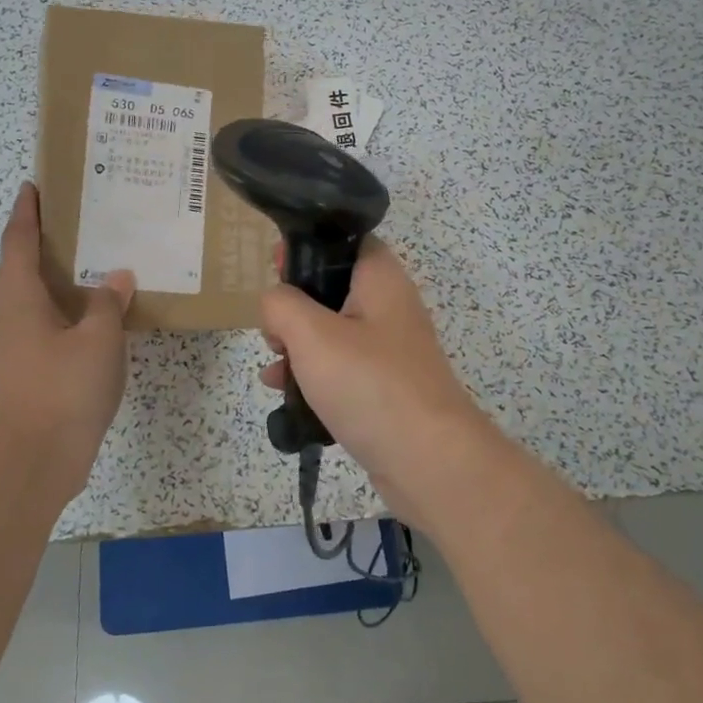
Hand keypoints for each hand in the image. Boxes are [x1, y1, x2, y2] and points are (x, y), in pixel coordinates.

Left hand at [0, 183, 134, 500]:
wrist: (35, 456)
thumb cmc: (63, 387)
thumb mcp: (98, 338)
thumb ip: (108, 303)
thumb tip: (118, 277)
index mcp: (20, 296)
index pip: (19, 241)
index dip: (26, 212)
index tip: (33, 186)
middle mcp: (11, 313)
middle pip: (17, 266)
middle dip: (36, 240)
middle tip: (71, 221)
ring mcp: (17, 343)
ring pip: (30, 296)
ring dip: (51, 274)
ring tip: (88, 260)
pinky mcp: (29, 367)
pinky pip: (44, 321)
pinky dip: (63, 306)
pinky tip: (93, 312)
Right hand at [259, 236, 490, 525]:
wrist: (430, 462)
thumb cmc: (370, 384)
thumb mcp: (312, 335)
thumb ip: (282, 305)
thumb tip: (275, 302)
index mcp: (380, 278)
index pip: (345, 239)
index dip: (307, 246)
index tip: (274, 268)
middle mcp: (389, 307)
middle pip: (333, 288)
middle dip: (294, 306)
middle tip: (272, 328)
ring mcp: (389, 350)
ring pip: (333, 332)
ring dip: (298, 345)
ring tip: (274, 368)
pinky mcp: (385, 387)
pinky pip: (342, 369)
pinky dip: (315, 376)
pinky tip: (287, 396)